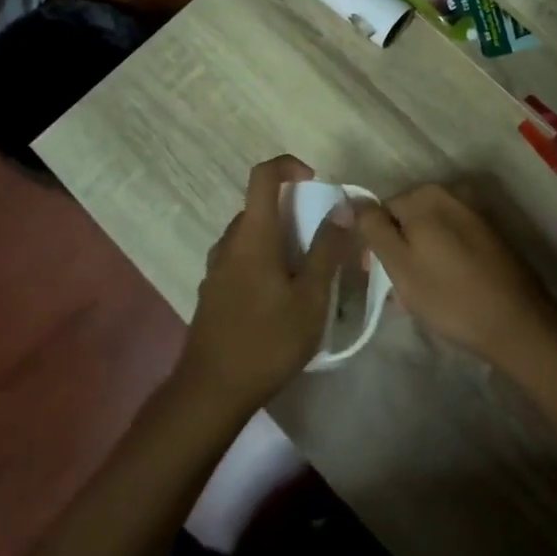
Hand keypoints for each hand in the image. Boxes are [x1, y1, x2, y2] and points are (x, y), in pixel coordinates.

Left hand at [178, 155, 358, 413]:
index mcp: (252, 235)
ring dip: (282, 240)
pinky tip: (283, 298)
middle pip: (261, 207)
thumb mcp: (310, 297)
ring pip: (253, 236)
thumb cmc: (267, 340)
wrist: (212, 390)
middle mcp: (229, 242)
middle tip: (325, 240)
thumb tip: (344, 208)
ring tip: (309, 274)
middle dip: (295, 212)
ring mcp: (217, 268)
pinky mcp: (214, 291)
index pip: (263, 175)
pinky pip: (243, 259)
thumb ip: (328, 249)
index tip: (316, 183)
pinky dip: (267, 260)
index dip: (289, 166)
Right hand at [354, 184, 556, 367]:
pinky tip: (446, 290)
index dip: (374, 243)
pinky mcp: (492, 236)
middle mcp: (452, 193)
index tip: (377, 276)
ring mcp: (475, 213)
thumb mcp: (398, 262)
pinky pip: (454, 243)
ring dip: (420, 259)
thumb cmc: (448, 295)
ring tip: (421, 297)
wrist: (516, 324)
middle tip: (399, 291)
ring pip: (431, 234)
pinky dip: (443, 261)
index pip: (381, 210)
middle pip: (407, 220)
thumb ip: (371, 227)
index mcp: (425, 195)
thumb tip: (348, 199)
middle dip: (398, 251)